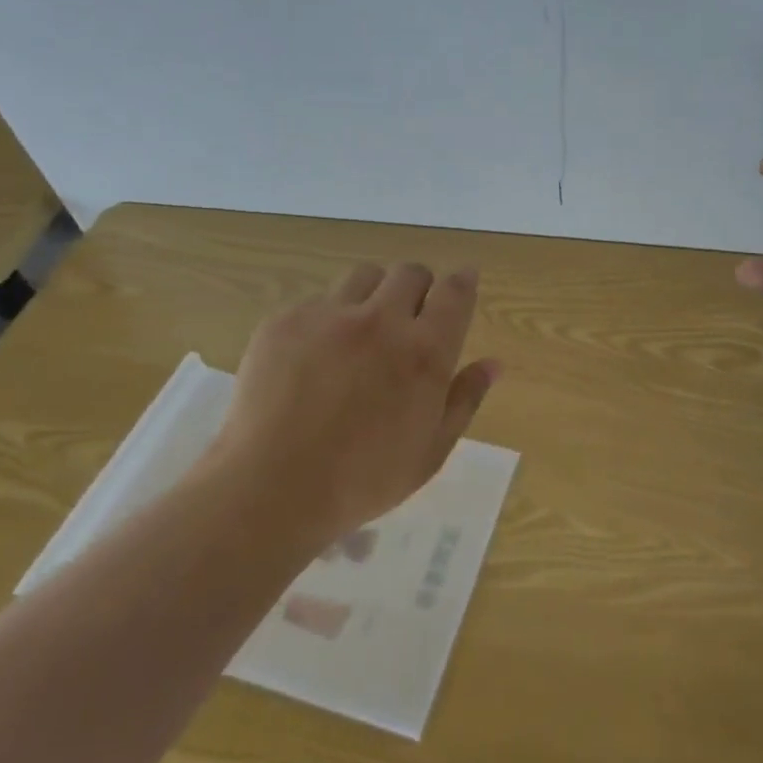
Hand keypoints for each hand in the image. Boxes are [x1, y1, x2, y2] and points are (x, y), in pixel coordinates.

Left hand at [201, 262, 499, 551]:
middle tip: (410, 319)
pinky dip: (327, 318)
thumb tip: (493, 363)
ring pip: (363, 276)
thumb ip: (465, 399)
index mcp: (423, 352)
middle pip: (409, 272)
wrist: (269, 490)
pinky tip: (314, 358)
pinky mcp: (285, 321)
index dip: (463, 280)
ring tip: (362, 331)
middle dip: (419, 287)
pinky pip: (317, 301)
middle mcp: (380, 320)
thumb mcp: (430, 451)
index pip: (454, 291)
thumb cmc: (363, 480)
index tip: (464, 281)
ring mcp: (328, 316)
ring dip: (374, 294)